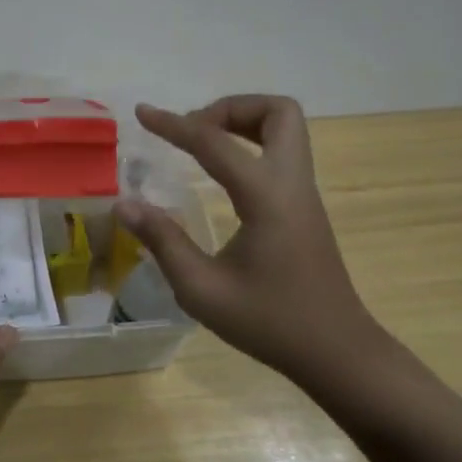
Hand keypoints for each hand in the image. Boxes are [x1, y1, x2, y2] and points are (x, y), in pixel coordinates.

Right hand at [116, 96, 381, 381]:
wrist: (337, 352)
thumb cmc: (269, 322)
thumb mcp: (202, 289)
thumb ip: (162, 240)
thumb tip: (124, 204)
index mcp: (266, 197)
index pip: (215, 143)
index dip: (174, 125)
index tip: (142, 113)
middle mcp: (291, 183)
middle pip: (277, 112)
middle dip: (230, 108)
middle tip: (193, 131)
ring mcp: (303, 194)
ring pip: (286, 128)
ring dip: (243, 123)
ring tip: (201, 146)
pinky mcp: (305, 207)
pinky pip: (282, 153)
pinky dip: (250, 145)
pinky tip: (220, 175)